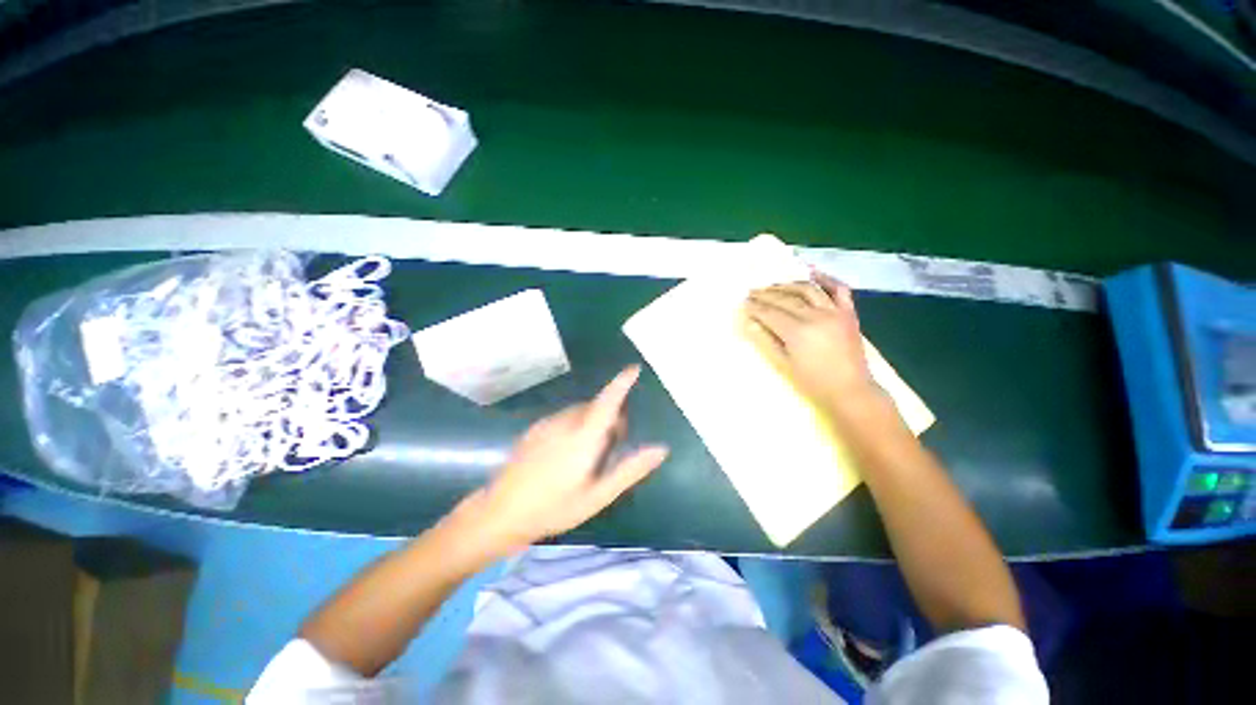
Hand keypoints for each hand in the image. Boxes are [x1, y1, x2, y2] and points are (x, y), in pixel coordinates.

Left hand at [459, 366, 667, 555]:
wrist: (500, 513)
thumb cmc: (555, 508)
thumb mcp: (598, 495)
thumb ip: (630, 470)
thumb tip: (661, 449)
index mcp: (583, 436)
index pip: (608, 401)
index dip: (622, 382)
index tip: (634, 368)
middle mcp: (565, 422)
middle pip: (596, 406)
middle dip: (611, 416)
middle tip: (613, 447)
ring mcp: (546, 423)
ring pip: (580, 411)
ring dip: (593, 421)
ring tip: (590, 453)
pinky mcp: (535, 429)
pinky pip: (564, 417)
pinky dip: (576, 424)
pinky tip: (567, 452)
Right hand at [743, 273, 881, 413]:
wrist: (850, 390)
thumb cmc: (813, 382)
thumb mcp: (784, 364)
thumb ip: (767, 340)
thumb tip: (751, 323)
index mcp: (798, 332)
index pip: (770, 313)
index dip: (755, 307)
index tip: (744, 302)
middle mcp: (816, 316)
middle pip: (786, 299)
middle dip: (767, 294)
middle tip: (752, 292)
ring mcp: (834, 312)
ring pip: (808, 289)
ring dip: (788, 285)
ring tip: (774, 285)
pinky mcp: (848, 313)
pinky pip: (838, 289)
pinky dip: (825, 279)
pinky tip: (812, 272)